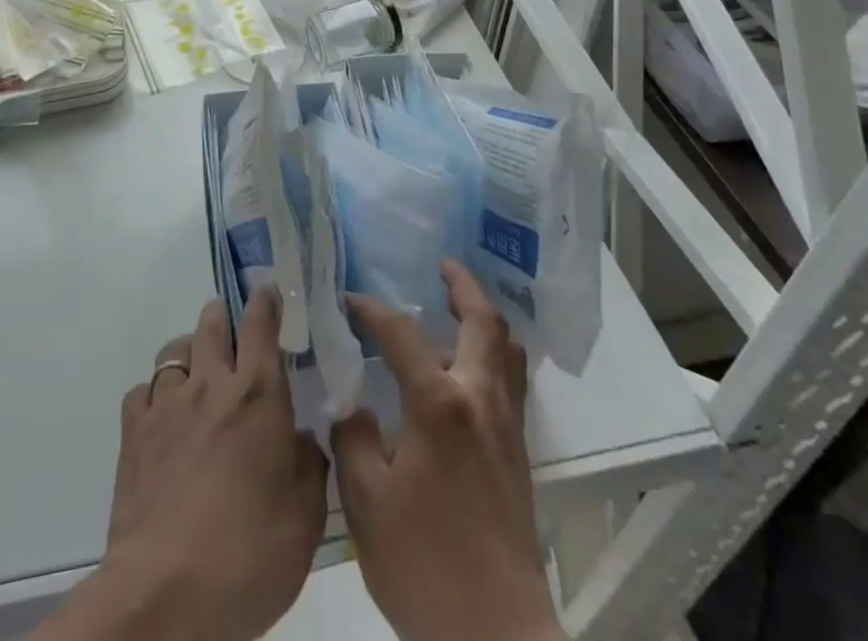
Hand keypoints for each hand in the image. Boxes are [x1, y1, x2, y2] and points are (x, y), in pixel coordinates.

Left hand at [50, 289, 327, 640]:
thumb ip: (310, 467)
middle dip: (222, 315)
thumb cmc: (247, 554)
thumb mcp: (304, 520)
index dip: (266, 301)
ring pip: (175, 350)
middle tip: (230, 323)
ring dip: (189, 349)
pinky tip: (161, 415)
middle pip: (212, 324)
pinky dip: (155, 393)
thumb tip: (304, 439)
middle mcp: (211, 384)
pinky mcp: (134, 433)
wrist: (165, 593)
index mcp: (258, 394)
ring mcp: (167, 405)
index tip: (268, 290)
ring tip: (196, 367)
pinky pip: (143, 390)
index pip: (261, 324)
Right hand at [333, 261, 563, 640]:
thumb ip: (353, 439)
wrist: (498, 637)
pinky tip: (470, 369)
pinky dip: (495, 354)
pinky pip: (512, 380)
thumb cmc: (424, 565)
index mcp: (439, 403)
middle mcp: (480, 399)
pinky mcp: (518, 454)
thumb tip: (356, 408)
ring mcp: (506, 426)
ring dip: (484, 318)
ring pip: (507, 349)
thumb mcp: (365, 502)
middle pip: (483, 322)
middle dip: (463, 285)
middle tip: (443, 265)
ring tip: (460, 306)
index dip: (372, 310)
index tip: (349, 301)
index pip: (401, 334)